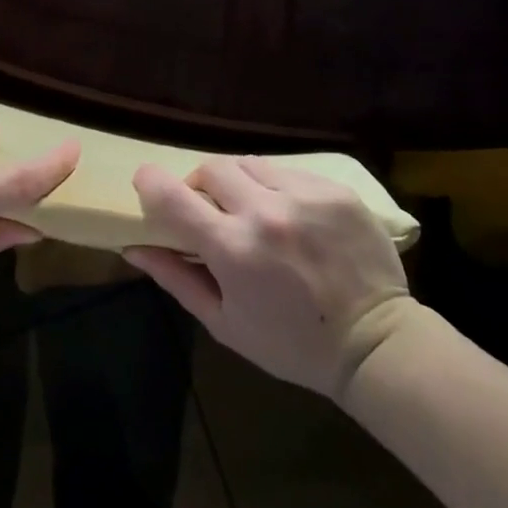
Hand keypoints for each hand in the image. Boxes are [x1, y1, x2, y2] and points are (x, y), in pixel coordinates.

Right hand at [124, 158, 413, 398]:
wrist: (374, 343)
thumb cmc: (291, 343)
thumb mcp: (225, 322)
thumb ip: (177, 278)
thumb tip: (133, 247)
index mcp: (232, 248)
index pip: (172, 195)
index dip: (150, 182)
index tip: (147, 182)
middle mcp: (264, 211)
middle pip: (211, 168)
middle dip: (201, 185)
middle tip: (211, 210)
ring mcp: (302, 195)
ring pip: (249, 163)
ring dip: (240, 183)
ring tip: (254, 211)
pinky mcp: (333, 190)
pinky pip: (288, 171)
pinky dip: (277, 187)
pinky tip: (291, 216)